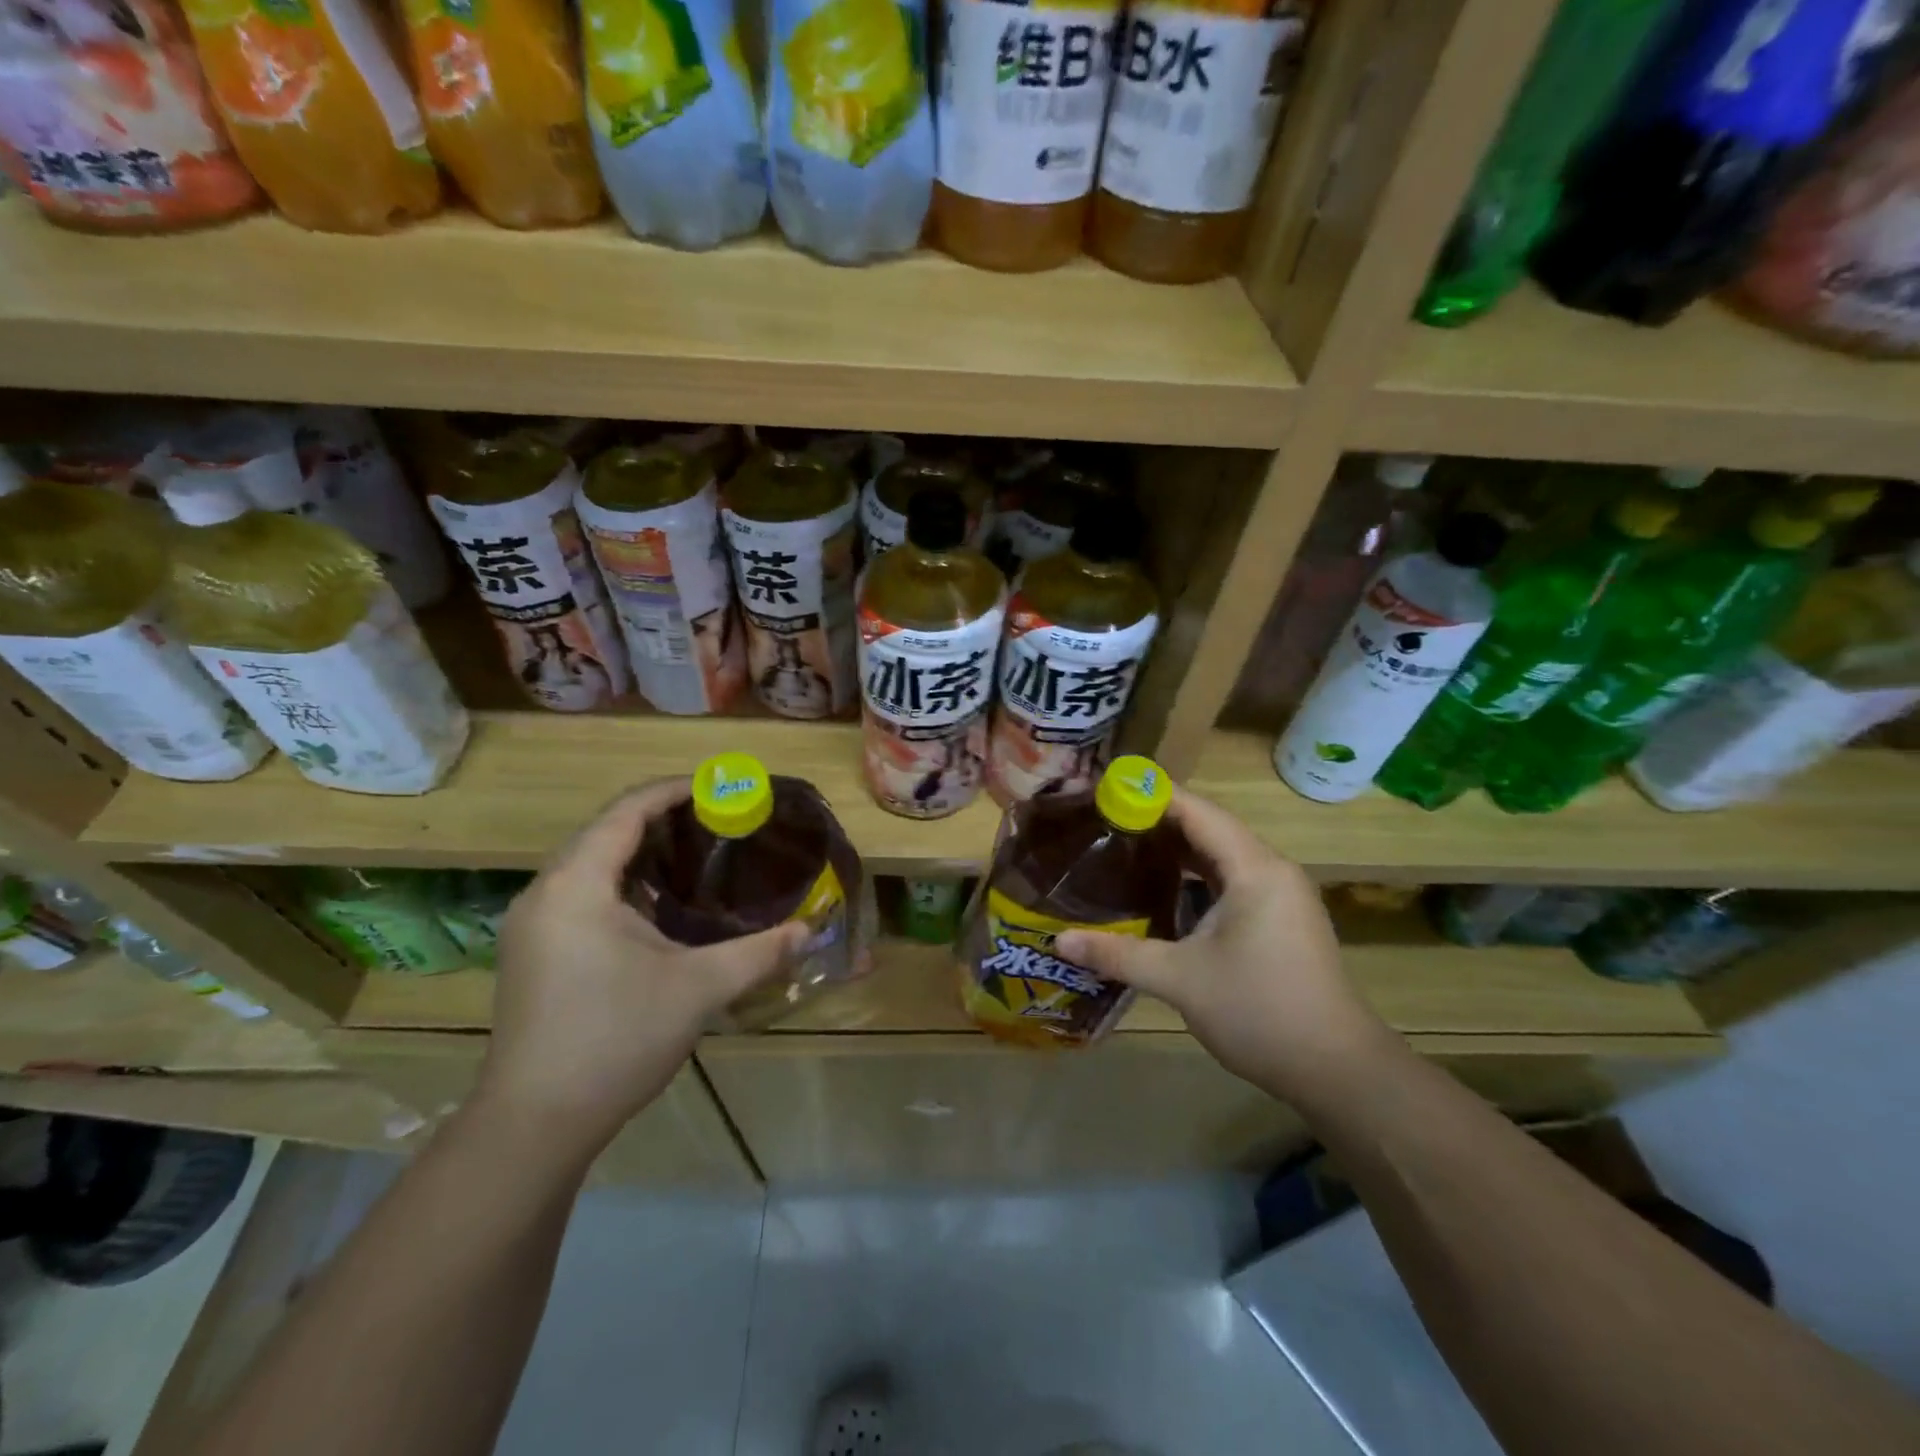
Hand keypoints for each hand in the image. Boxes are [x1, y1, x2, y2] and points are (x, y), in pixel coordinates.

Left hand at [473, 780, 804, 1164]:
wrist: (534, 1125)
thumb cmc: (615, 1039)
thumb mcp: (699, 989)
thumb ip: (760, 952)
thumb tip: (811, 930)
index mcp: (577, 885)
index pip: (626, 811)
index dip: (673, 791)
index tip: (720, 788)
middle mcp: (545, 893)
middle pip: (605, 831)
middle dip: (660, 819)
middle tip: (717, 821)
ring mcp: (533, 926)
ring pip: (590, 864)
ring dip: (640, 852)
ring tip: (695, 855)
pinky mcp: (533, 954)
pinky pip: (581, 894)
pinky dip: (622, 884)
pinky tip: (658, 907)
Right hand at [1056, 786, 1395, 1103]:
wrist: (1337, 1070)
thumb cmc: (1259, 1011)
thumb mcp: (1180, 980)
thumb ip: (1118, 954)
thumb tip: (1059, 941)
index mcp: (1254, 869)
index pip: (1197, 812)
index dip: (1152, 796)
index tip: (1106, 790)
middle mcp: (1272, 870)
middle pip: (1211, 827)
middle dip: (1159, 820)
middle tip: (1106, 820)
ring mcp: (1281, 896)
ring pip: (1223, 855)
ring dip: (1179, 849)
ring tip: (1127, 846)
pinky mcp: (1282, 919)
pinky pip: (1233, 879)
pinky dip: (1198, 875)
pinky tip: (1165, 889)